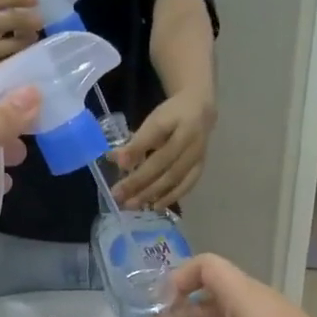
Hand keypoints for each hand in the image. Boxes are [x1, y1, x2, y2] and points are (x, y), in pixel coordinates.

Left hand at [114, 89, 214, 208]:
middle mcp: (189, 138)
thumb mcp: (153, 120)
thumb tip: (115, 160)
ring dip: (151, 193)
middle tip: (118, 195)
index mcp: (176, 119)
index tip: (119, 164)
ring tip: (131, 205)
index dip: (136, 149)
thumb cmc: (171, 116)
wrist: (201, 111)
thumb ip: (136, 140)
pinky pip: (185, 185)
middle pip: (162, 162)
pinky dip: (169, 197)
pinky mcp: (200, 167)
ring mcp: (197, 155)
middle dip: (138, 181)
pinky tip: (154, 206)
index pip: (154, 134)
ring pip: (173, 177)